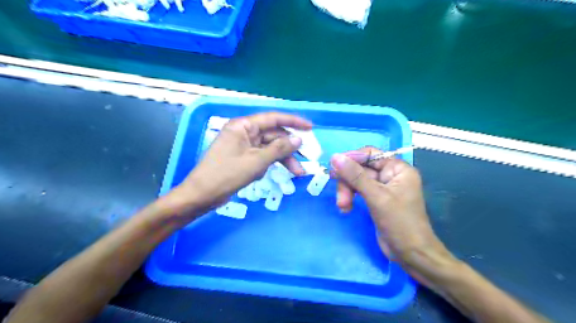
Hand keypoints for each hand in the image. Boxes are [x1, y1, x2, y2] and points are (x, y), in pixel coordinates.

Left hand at [172, 112, 310, 214]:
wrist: (202, 195)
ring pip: (270, 148)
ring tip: (298, 173)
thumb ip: (279, 149)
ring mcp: (243, 145)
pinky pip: (262, 156)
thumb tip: (298, 139)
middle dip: (290, 148)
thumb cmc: (227, 175)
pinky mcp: (243, 157)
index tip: (310, 127)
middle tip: (306, 159)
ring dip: (283, 159)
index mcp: (243, 126)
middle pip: (273, 135)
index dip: (293, 122)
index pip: (273, 118)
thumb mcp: (256, 161)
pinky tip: (276, 172)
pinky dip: (271, 163)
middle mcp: (244, 132)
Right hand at [332, 149, 451, 277]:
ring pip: (357, 181)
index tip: (335, 168)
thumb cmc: (400, 223)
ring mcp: (383, 188)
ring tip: (343, 206)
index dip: (352, 159)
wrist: (411, 254)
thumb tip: (335, 157)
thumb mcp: (377, 197)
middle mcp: (390, 175)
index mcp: (397, 169)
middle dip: (348, 182)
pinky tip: (346, 208)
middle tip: (340, 197)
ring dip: (347, 192)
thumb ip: (355, 176)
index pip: (370, 154)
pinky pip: (358, 191)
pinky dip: (350, 198)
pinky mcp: (376, 200)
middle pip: (361, 168)